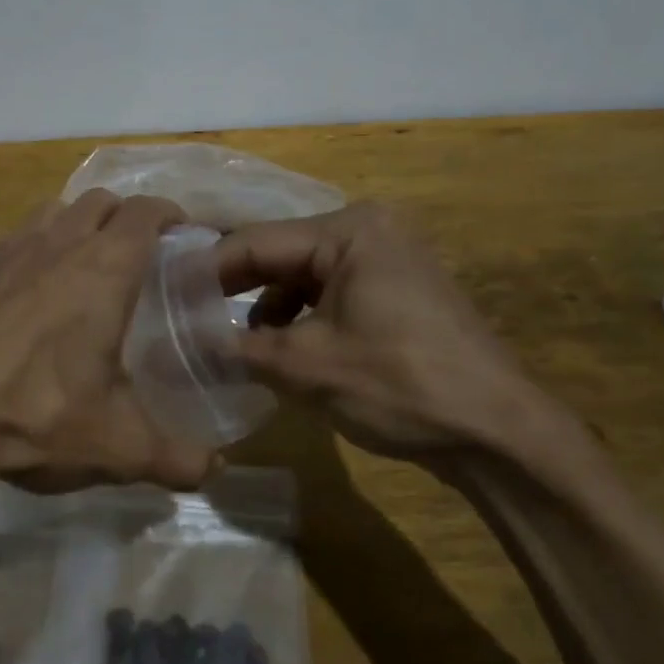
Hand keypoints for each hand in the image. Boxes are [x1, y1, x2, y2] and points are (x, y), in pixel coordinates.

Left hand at [0, 191, 218, 501]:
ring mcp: (7, 249)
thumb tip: (213, 471)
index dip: (171, 215)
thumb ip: (175, 458)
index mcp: (105, 269)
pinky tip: (21, 285)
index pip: (147, 212)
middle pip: (101, 201)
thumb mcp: (117, 446)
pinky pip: (7, 238)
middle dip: (125, 217)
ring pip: (53, 211)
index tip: (183, 235)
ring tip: (81, 264)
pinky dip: (26, 247)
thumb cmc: (35, 415)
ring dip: (75, 224)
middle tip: (137, 254)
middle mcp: (59, 244)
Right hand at [214, 202, 564, 461]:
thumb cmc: (400, 385)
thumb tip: (184, 346)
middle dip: (235, 288)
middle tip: (186, 315)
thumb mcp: (307, 367)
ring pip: (304, 275)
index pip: (256, 242)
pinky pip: (332, 291)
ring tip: (234, 342)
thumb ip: (239, 348)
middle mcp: (369, 229)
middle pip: (280, 254)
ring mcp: (389, 257)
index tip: (164, 294)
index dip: (206, 271)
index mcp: (348, 231)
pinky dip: (302, 316)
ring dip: (267, 306)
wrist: (499, 433)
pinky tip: (284, 349)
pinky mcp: (398, 288)